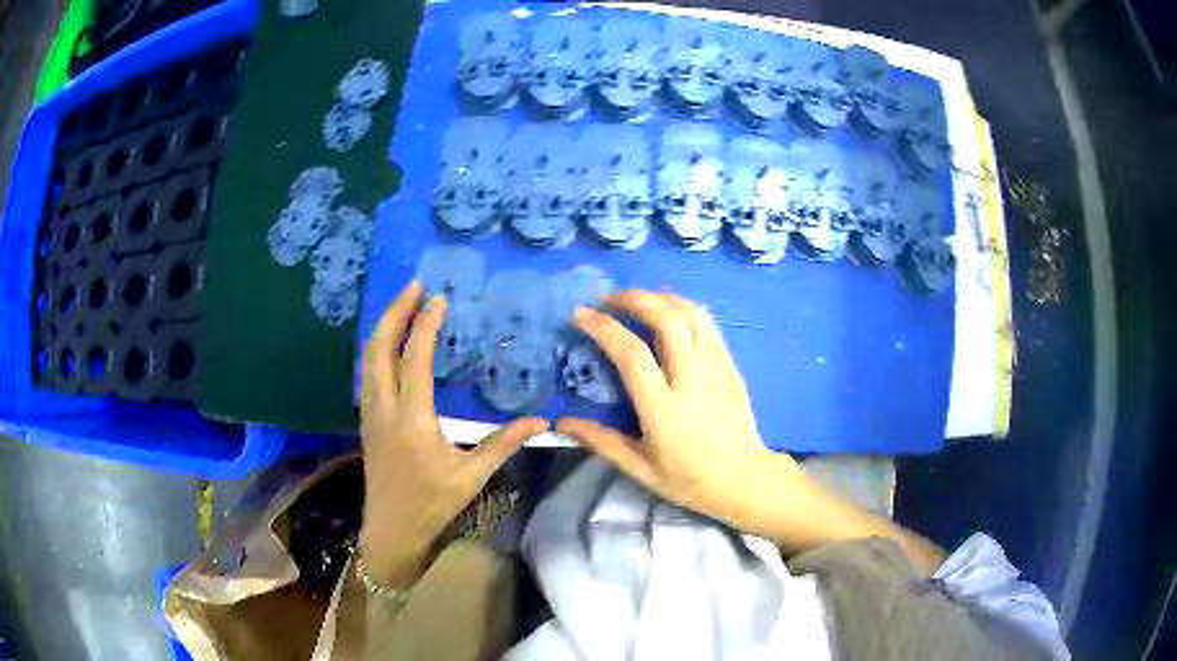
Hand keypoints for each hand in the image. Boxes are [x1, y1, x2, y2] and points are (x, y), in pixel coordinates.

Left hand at [359, 281, 547, 587]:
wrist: (390, 530)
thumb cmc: (431, 505)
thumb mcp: (471, 477)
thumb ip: (503, 444)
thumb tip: (542, 421)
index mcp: (413, 420)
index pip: (415, 358)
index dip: (426, 325)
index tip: (440, 299)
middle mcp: (385, 408)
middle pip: (380, 347)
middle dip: (395, 311)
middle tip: (414, 286)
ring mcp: (370, 412)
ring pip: (368, 357)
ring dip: (384, 326)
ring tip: (403, 304)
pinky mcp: (366, 419)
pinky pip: (367, 371)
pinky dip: (378, 346)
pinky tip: (391, 342)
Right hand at [557, 290, 806, 538]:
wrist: (742, 478)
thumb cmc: (688, 479)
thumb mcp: (640, 468)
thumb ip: (601, 440)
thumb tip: (561, 422)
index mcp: (663, 407)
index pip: (631, 353)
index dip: (603, 327)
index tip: (581, 314)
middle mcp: (691, 378)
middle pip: (666, 319)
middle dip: (634, 299)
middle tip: (609, 299)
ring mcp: (715, 367)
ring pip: (691, 313)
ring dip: (661, 297)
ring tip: (638, 299)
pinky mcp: (730, 364)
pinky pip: (708, 324)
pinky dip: (685, 307)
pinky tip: (670, 311)